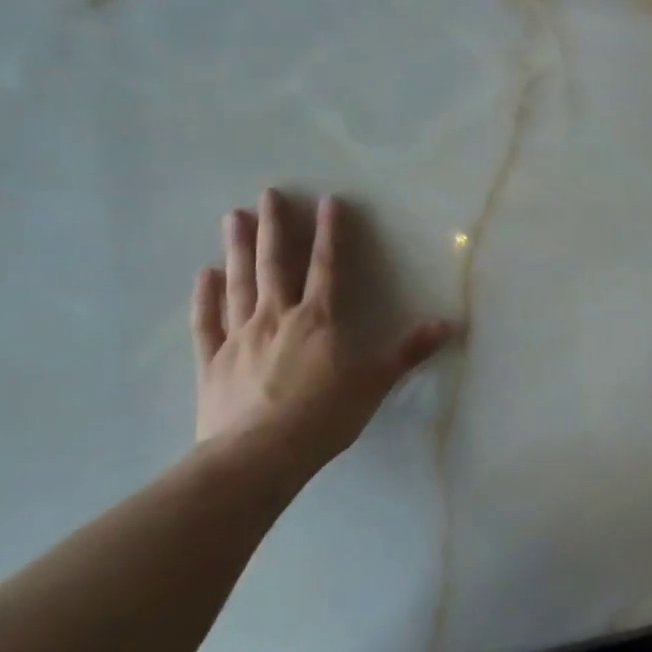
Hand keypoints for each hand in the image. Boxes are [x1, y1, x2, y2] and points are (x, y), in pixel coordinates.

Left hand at [192, 188, 455, 471]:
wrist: (257, 458)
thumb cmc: (323, 417)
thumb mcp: (376, 383)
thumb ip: (409, 351)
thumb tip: (448, 324)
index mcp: (319, 319)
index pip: (326, 265)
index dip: (329, 232)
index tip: (327, 200)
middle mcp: (276, 317)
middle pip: (274, 264)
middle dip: (273, 227)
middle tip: (267, 194)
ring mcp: (239, 338)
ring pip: (238, 284)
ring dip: (236, 249)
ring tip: (232, 217)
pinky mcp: (212, 363)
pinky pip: (206, 323)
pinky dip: (205, 298)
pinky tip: (203, 275)